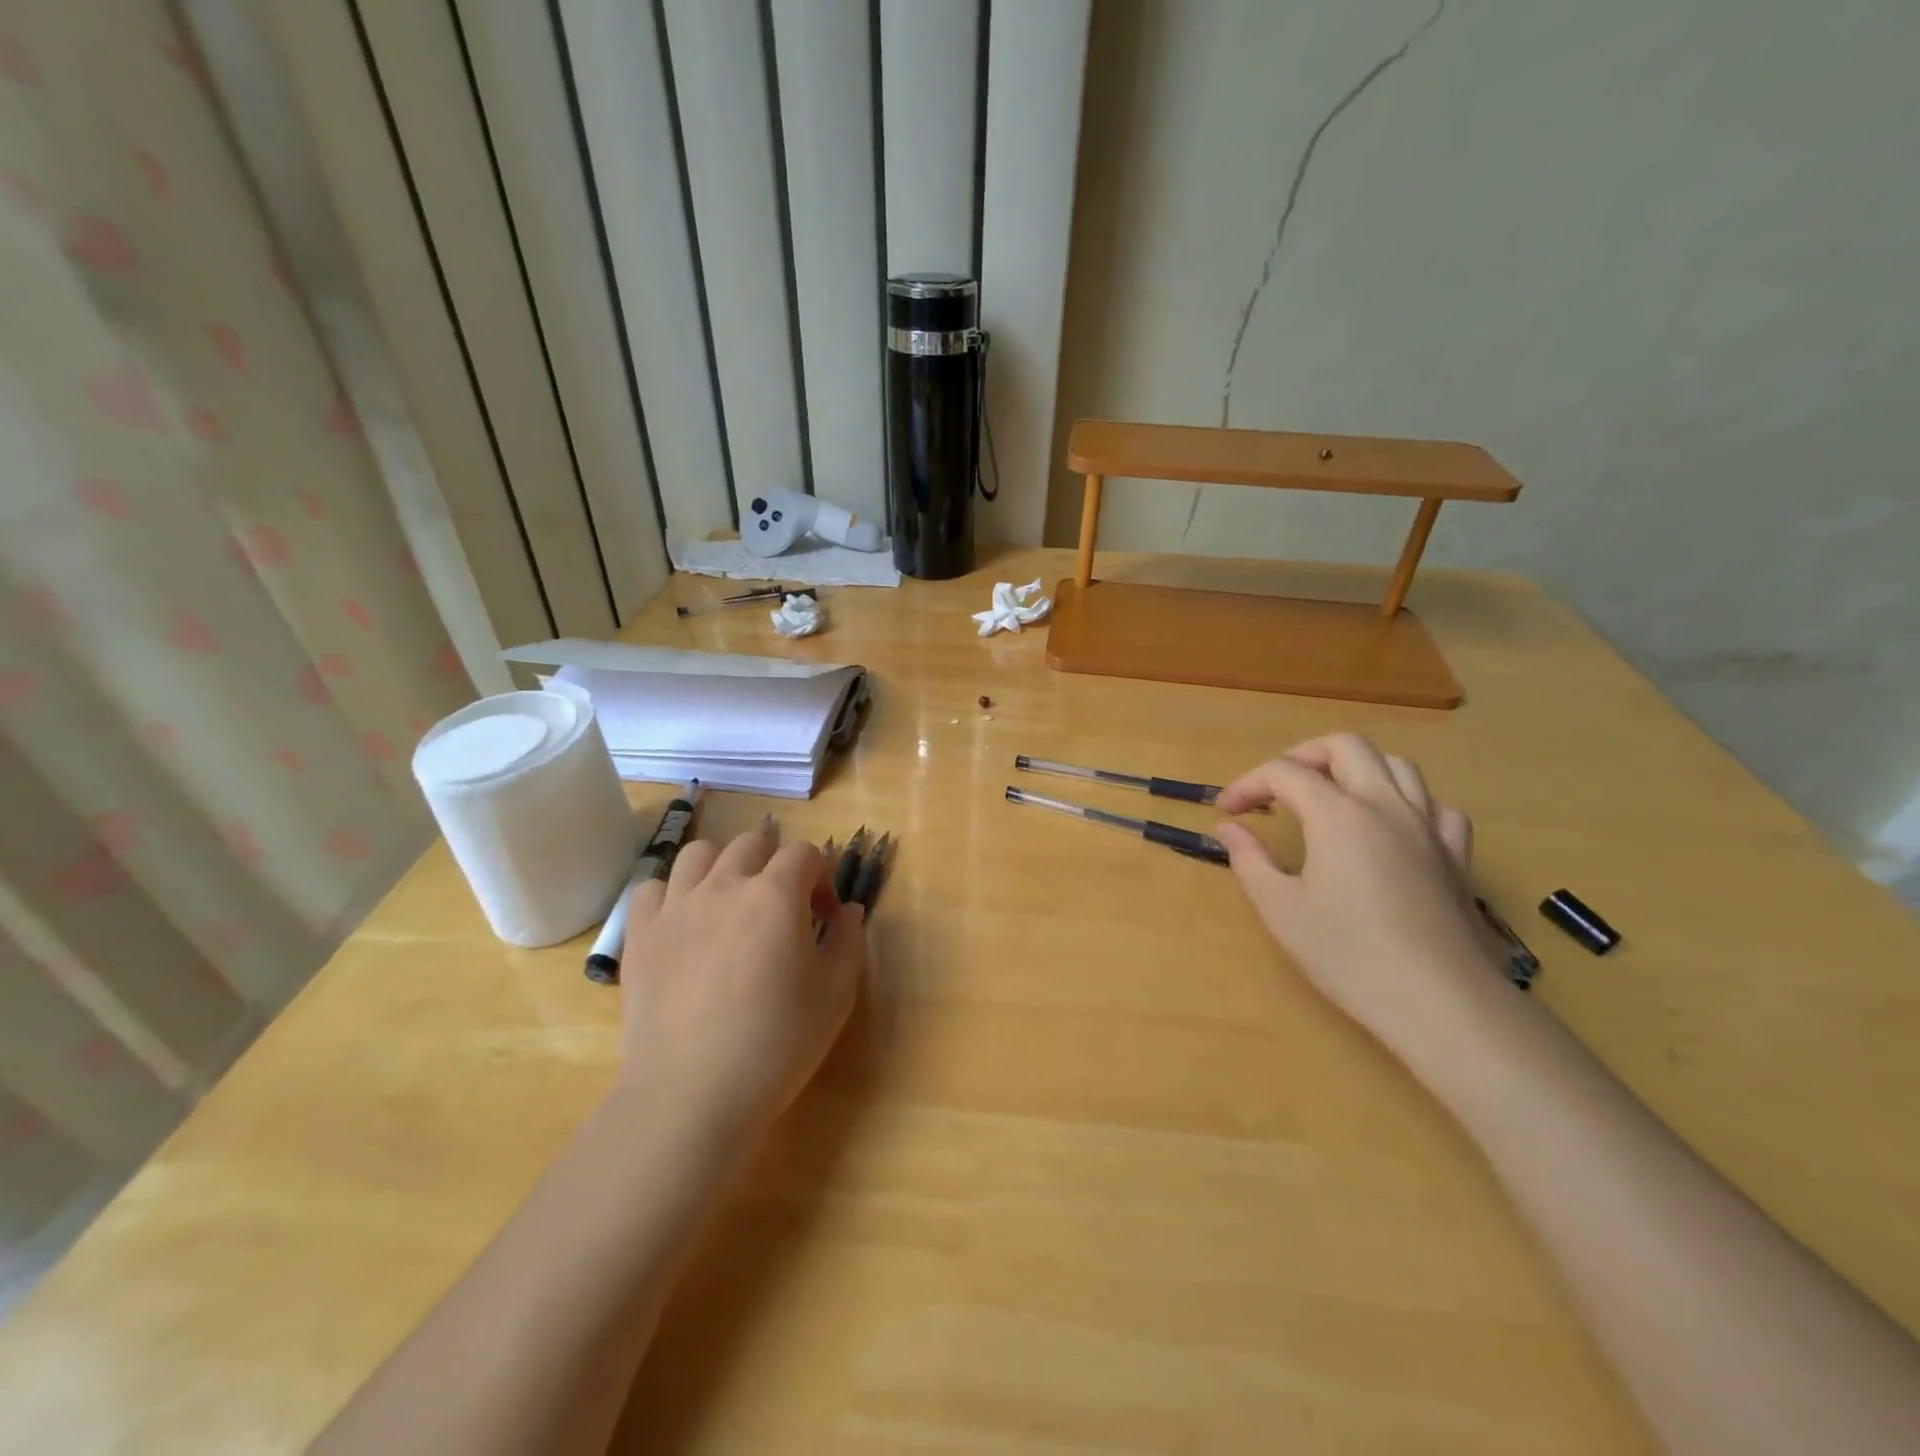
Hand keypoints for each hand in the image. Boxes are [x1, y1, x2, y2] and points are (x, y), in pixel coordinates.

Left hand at [615, 826, 866, 1144]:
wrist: (692, 1095)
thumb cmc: (776, 1045)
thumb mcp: (835, 995)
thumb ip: (848, 941)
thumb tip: (848, 910)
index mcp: (776, 895)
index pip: (805, 854)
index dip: (822, 877)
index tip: (826, 916)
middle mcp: (724, 886)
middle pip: (753, 842)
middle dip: (777, 861)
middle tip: (784, 903)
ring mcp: (676, 907)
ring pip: (700, 853)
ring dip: (724, 864)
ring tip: (731, 900)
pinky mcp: (640, 935)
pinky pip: (651, 888)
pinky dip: (671, 893)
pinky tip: (684, 921)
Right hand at [1214, 734, 1509, 1065]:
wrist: (1439, 1002)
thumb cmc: (1349, 954)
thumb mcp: (1280, 909)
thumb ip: (1249, 859)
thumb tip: (1229, 828)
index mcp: (1339, 814)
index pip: (1284, 772)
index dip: (1248, 784)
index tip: (1227, 811)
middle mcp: (1386, 805)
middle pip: (1345, 746)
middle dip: (1302, 757)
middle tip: (1276, 790)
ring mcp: (1428, 827)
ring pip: (1396, 766)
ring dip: (1355, 770)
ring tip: (1330, 798)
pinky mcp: (1456, 856)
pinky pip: (1435, 807)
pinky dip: (1407, 804)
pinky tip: (1392, 828)